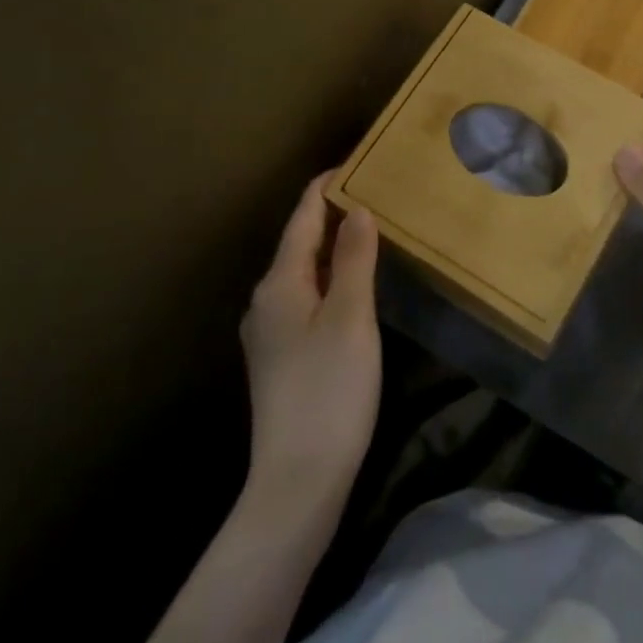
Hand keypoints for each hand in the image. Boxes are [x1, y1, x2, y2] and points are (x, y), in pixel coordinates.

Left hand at [240, 176, 381, 518]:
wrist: (298, 480)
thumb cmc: (330, 390)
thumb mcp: (351, 317)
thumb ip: (355, 258)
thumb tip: (359, 209)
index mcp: (280, 283)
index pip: (303, 216)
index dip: (328, 186)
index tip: (359, 162)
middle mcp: (266, 299)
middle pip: (300, 241)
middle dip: (333, 214)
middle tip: (376, 193)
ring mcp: (270, 331)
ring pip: (304, 271)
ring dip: (333, 247)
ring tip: (370, 230)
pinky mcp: (281, 357)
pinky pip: (306, 298)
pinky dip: (330, 278)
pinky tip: (354, 286)